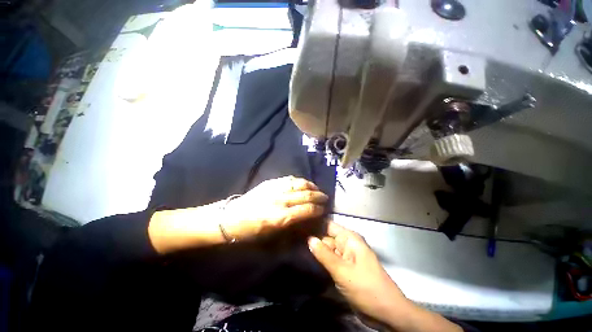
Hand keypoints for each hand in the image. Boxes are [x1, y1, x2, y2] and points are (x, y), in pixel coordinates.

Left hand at [222, 176, 327, 239]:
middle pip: (305, 195)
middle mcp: (280, 200)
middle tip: (325, 197)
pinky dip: (299, 180)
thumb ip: (290, 229)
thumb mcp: (270, 238)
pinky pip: (289, 179)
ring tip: (316, 188)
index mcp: (281, 217)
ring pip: (299, 184)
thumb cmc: (250, 232)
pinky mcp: (270, 182)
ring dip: (311, 185)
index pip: (306, 210)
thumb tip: (305, 222)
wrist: (231, 217)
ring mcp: (275, 189)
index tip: (323, 210)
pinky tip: (303, 182)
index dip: (317, 209)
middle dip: (318, 196)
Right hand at [308, 222, 461, 331]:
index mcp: (349, 238)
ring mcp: (345, 256)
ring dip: (315, 250)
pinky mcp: (344, 268)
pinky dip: (321, 260)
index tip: (298, 224)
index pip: (328, 225)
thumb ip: (324, 254)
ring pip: (327, 249)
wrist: (386, 312)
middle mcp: (347, 244)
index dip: (314, 224)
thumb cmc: (366, 287)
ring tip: (296, 246)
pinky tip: (307, 259)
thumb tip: (309, 238)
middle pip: (326, 237)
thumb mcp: (343, 271)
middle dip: (312, 239)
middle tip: (294, 239)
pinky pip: (330, 260)